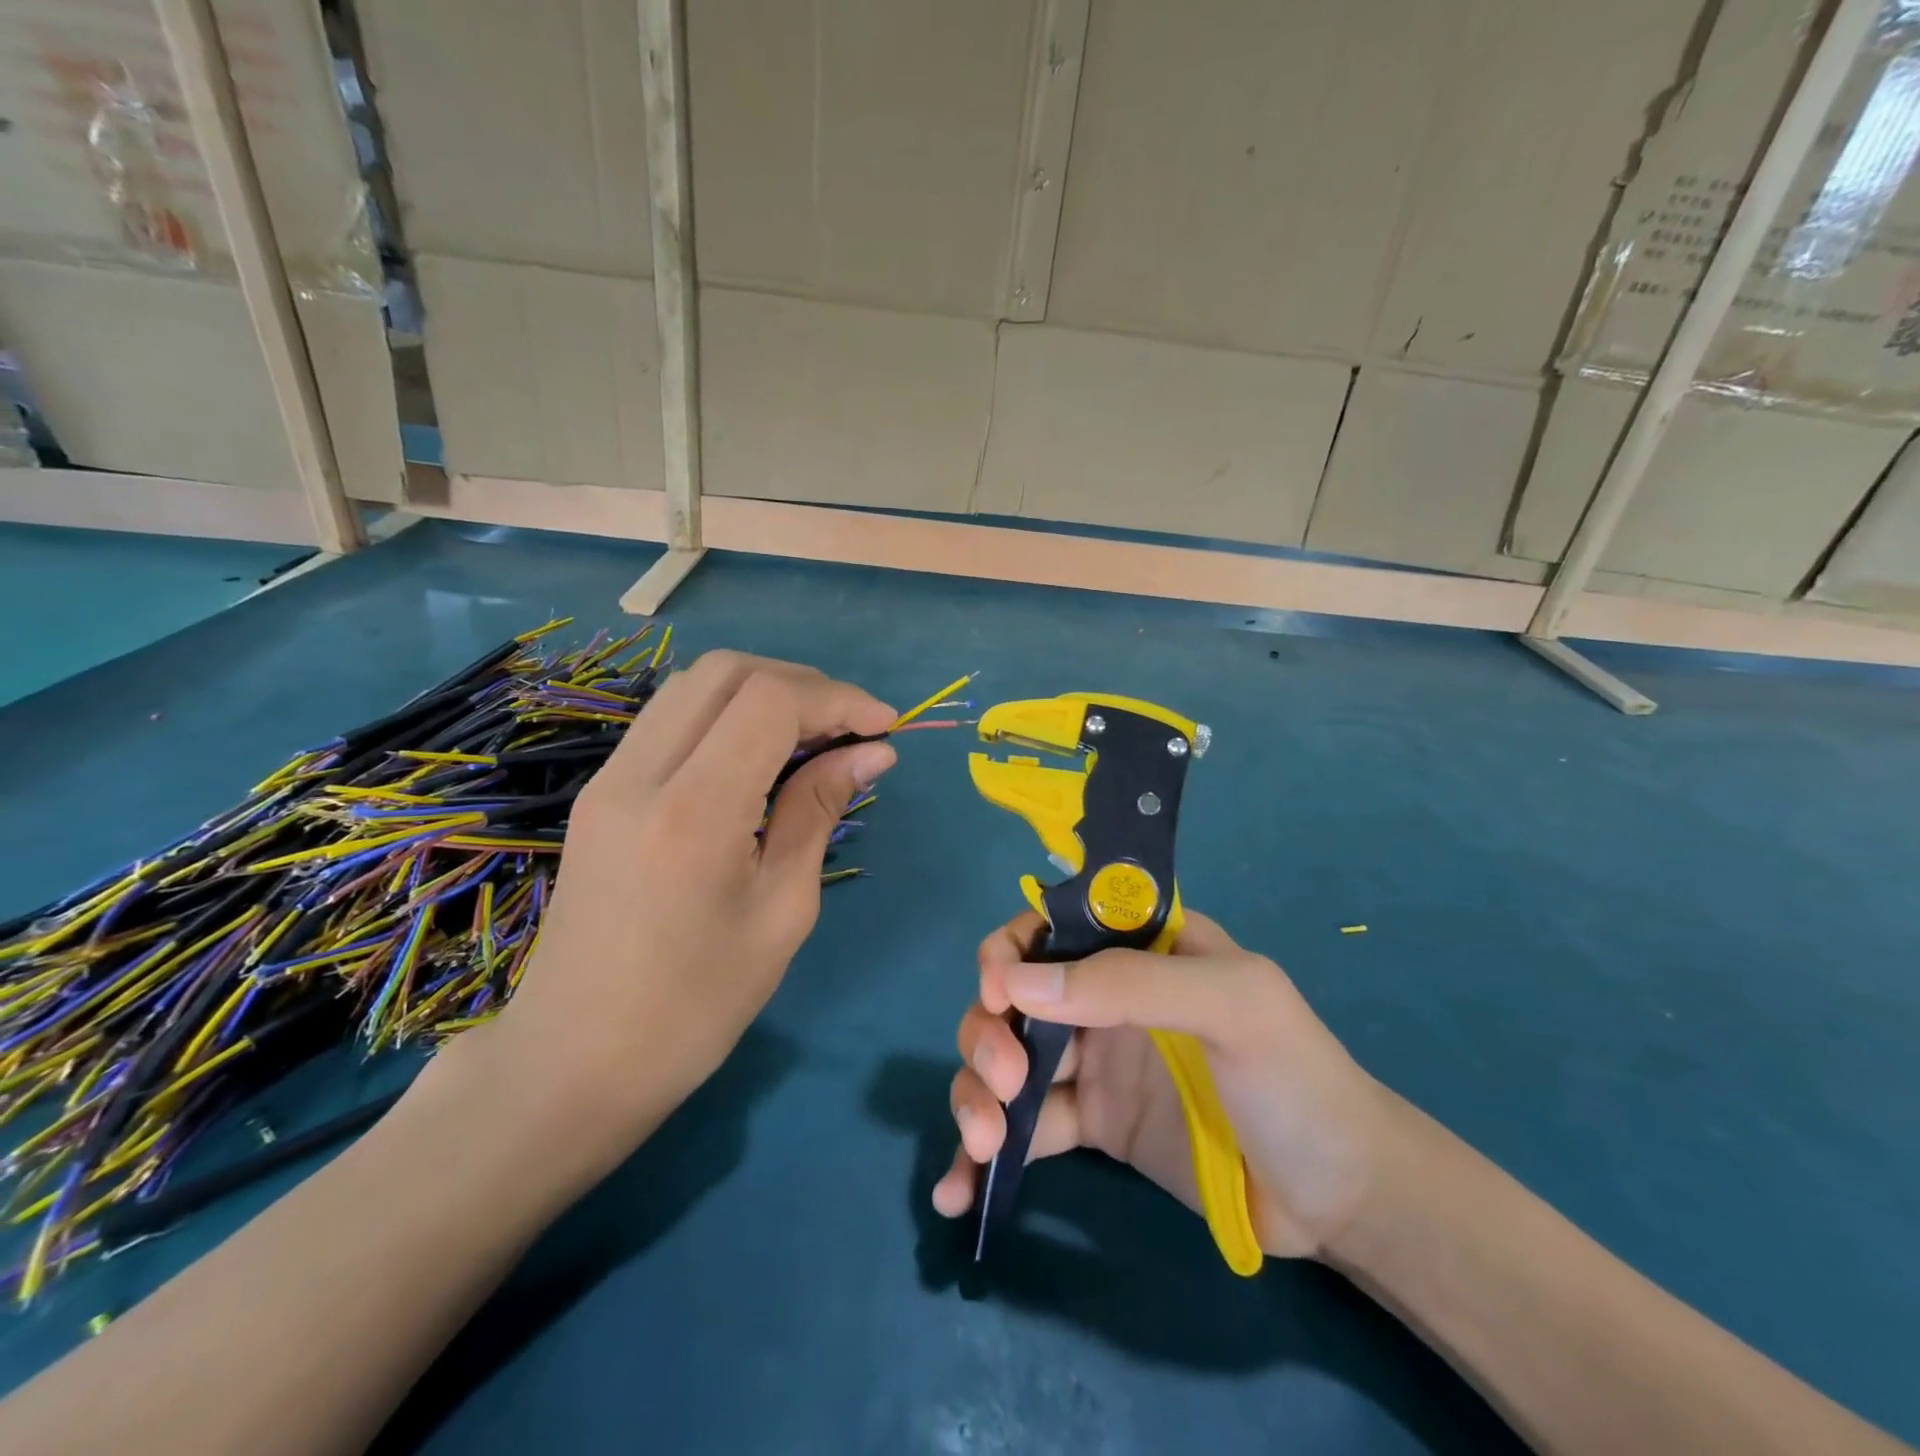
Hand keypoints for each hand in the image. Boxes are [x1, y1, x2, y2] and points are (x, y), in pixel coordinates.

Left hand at [444, 650, 896, 1178]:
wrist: (573, 1061)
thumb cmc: (695, 1007)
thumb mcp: (782, 910)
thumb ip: (819, 812)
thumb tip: (872, 752)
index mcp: (692, 812)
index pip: (770, 701)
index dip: (838, 699)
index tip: (885, 728)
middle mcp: (640, 774)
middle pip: (728, 671)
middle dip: (803, 683)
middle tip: (852, 726)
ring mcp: (610, 777)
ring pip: (695, 685)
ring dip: (764, 691)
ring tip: (815, 734)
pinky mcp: (602, 790)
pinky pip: (671, 718)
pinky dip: (728, 713)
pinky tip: (761, 754)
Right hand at [933, 910, 1391, 1257]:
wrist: (1340, 1198)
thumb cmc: (1296, 1079)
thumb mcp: (1234, 1007)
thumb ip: (1134, 982)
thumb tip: (1019, 983)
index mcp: (1140, 948)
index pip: (1054, 926)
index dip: (1012, 950)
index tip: (999, 991)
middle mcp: (1105, 996)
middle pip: (1014, 994)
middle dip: (988, 1030)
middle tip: (1004, 1080)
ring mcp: (1093, 1061)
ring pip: (1006, 1056)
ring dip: (975, 1089)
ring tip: (984, 1142)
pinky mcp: (1090, 1124)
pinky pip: (1024, 1126)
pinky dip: (984, 1153)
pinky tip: (961, 1191)